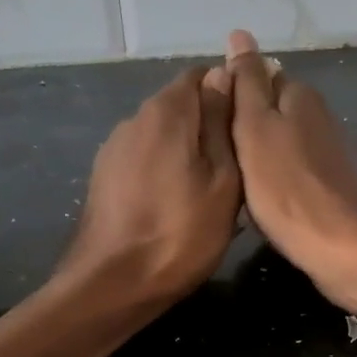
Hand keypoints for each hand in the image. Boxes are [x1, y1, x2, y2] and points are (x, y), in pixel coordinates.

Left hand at [58, 66, 240, 302]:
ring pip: (163, 133)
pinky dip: (167, 167)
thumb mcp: (222, 180)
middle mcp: (136, 118)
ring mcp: (115, 148)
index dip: (231, 90)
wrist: (114, 283)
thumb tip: (224, 73)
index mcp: (167, 111)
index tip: (252, 121)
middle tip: (240, 160)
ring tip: (213, 184)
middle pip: (181, 103)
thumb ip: (222, 123)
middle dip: (211, 122)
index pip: (203, 74)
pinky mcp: (105, 176)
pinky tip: (179, 200)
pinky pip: (146, 157)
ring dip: (189, 148)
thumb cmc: (182, 233)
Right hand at [222, 29, 356, 300]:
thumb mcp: (254, 127)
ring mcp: (332, 151)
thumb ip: (248, 82)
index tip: (217, 125)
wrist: (335, 244)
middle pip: (275, 110)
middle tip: (225, 157)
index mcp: (300, 96)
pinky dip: (282, 177)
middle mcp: (321, 115)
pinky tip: (270, 199)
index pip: (261, 78)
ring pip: (286, 141)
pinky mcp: (336, 182)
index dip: (235, 98)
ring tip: (242, 180)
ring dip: (265, 154)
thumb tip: (241, 35)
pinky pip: (298, 169)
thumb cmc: (284, 186)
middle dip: (250, 127)